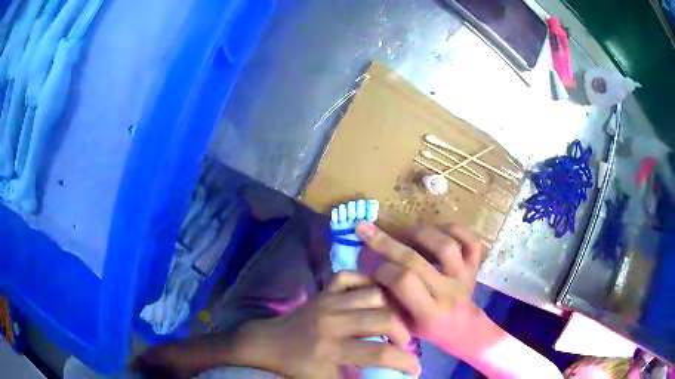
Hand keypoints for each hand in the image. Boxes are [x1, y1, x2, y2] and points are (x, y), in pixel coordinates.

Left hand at [247, 271, 420, 377]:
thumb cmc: (296, 366)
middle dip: (402, 333)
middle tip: (402, 344)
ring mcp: (327, 301)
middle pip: (383, 318)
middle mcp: (333, 322)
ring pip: (373, 294)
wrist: (267, 343)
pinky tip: (371, 297)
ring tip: (390, 322)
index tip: (414, 369)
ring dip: (388, 309)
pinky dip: (365, 282)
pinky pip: (349, 276)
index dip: (405, 362)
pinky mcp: (322, 291)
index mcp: (331, 350)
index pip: (380, 354)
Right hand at [356, 222, 485, 359]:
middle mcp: (449, 292)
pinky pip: (471, 241)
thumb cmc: (429, 330)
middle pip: (417, 261)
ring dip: (420, 233)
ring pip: (445, 246)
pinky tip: (437, 230)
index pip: (403, 282)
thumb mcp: (404, 326)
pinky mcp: (474, 265)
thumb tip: (369, 275)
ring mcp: (465, 276)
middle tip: (366, 229)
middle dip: (386, 243)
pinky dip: (455, 229)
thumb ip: (389, 303)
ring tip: (405, 232)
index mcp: (430, 313)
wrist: (464, 328)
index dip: (383, 269)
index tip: (370, 265)